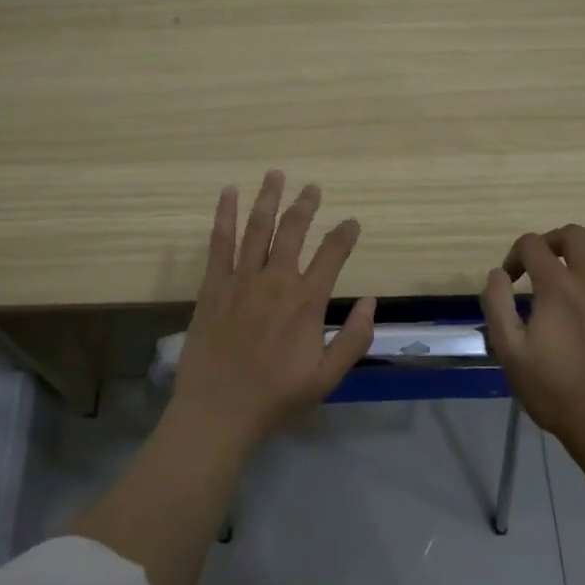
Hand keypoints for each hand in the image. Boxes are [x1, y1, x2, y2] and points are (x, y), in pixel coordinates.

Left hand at [170, 171, 375, 446]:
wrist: (219, 409)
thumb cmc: (276, 396)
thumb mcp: (327, 377)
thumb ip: (354, 338)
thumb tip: (372, 301)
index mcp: (306, 301)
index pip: (332, 255)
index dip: (345, 235)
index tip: (352, 223)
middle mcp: (276, 280)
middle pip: (293, 231)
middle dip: (305, 206)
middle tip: (313, 188)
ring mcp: (241, 279)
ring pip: (258, 228)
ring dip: (268, 198)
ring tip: (275, 175)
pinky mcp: (213, 285)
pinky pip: (219, 243)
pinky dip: (225, 216)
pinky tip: (228, 193)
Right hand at [479, 225, 584, 455]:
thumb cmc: (553, 391)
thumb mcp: (509, 352)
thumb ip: (497, 305)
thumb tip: (498, 272)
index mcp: (556, 288)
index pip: (532, 246)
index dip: (515, 256)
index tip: (510, 281)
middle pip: (573, 236)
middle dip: (551, 242)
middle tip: (541, 265)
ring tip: (580, 257)